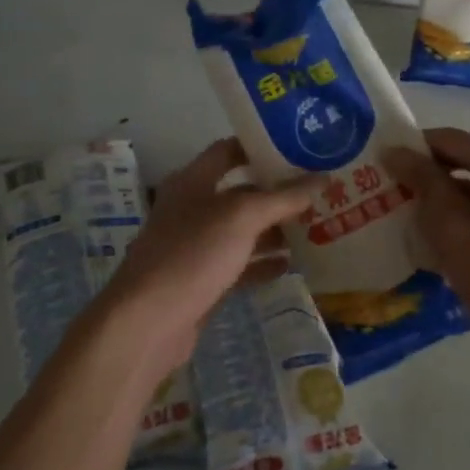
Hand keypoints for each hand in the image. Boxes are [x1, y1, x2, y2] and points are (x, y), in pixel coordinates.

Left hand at [97, 139, 322, 372]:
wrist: (148, 322)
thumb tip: (322, 179)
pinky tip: (292, 264)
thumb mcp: (241, 217)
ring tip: (317, 226)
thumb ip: (283, 198)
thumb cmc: (192, 254)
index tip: (299, 148)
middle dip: (278, 193)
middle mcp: (193, 209)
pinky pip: (240, 265)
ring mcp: (196, 247)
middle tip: (320, 191)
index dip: (261, 147)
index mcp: (193, 182)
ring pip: (243, 231)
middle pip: (241, 193)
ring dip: (275, 230)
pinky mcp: (203, 281)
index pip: (228, 151)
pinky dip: (264, 264)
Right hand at [385, 127, 469, 351]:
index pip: (453, 140)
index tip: (385, 163)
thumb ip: (423, 182)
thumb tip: (396, 151)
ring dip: (453, 191)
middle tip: (396, 190)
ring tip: (417, 213)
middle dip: (434, 172)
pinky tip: (451, 230)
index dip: (416, 148)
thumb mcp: (449, 227)